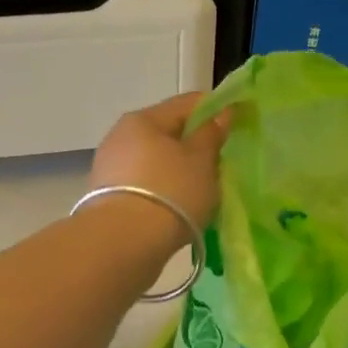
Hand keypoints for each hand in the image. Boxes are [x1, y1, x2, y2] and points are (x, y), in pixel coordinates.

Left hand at [89, 92, 231, 231]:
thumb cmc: (170, 192)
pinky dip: (164, 190)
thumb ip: (211, 134)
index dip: (217, 109)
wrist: (124, 244)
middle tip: (221, 162)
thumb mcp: (201, 160)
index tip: (240, 121)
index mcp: (143, 119)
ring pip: (155, 161)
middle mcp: (120, 137)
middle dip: (195, 144)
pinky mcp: (107, 199)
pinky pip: (145, 185)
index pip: (187, 103)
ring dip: (178, 170)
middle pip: (167, 133)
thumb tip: (220, 113)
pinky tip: (179, 207)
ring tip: (202, 190)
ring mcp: (110, 168)